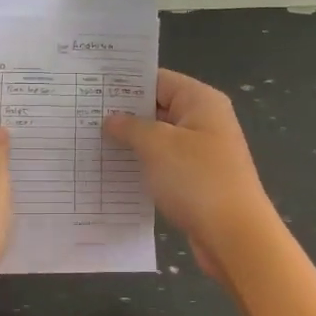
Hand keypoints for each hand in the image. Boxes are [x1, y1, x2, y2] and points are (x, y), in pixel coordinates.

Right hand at [103, 69, 276, 280]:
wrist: (234, 236)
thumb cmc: (197, 180)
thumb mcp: (157, 146)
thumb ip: (130, 127)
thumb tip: (111, 119)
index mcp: (201, 101)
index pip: (158, 80)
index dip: (125, 84)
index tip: (90, 89)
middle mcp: (204, 122)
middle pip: (157, 108)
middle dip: (123, 115)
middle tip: (82, 118)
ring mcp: (202, 153)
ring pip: (158, 140)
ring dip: (130, 144)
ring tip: (90, 145)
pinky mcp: (196, 181)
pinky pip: (164, 166)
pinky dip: (142, 168)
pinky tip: (113, 174)